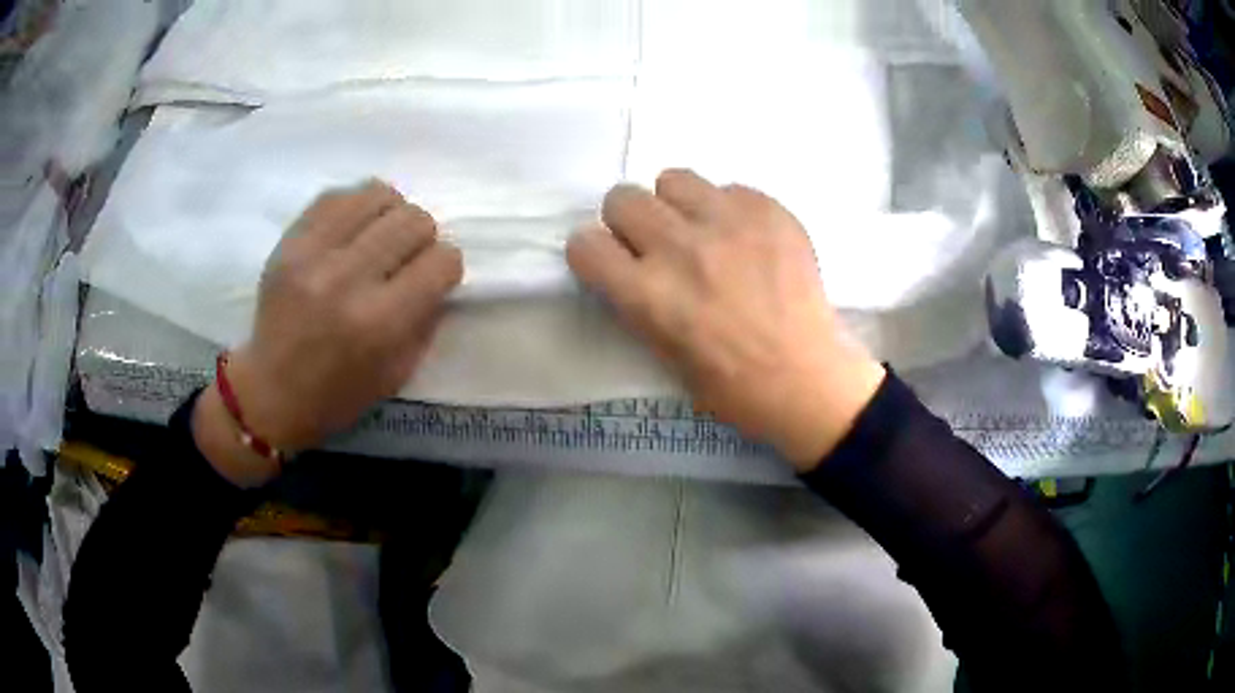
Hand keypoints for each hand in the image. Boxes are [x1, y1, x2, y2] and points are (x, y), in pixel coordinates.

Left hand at [192, 181, 462, 486]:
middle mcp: (348, 279)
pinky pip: (337, 195)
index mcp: (381, 322)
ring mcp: (313, 254)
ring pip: (380, 195)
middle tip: (404, 259)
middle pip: (414, 220)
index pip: (442, 260)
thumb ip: (426, 318)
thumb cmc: (339, 394)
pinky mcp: (289, 241)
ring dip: (390, 215)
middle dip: (422, 238)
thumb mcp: (398, 372)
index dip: (446, 268)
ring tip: (379, 238)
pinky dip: (355, 207)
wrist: (270, 392)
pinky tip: (351, 229)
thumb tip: (439, 272)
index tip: (433, 279)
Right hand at [567, 170, 885, 471]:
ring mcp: (728, 221)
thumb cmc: (734, 387)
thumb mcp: (665, 356)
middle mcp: (680, 247)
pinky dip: (729, 210)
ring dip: (676, 204)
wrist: (808, 378)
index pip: (584, 244)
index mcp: (648, 294)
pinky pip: (729, 188)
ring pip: (673, 179)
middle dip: (629, 222)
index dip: (594, 254)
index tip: (611, 262)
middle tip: (655, 245)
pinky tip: (748, 241)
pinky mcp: (768, 210)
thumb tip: (633, 267)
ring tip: (701, 231)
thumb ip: (640, 303)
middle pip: (621, 198)